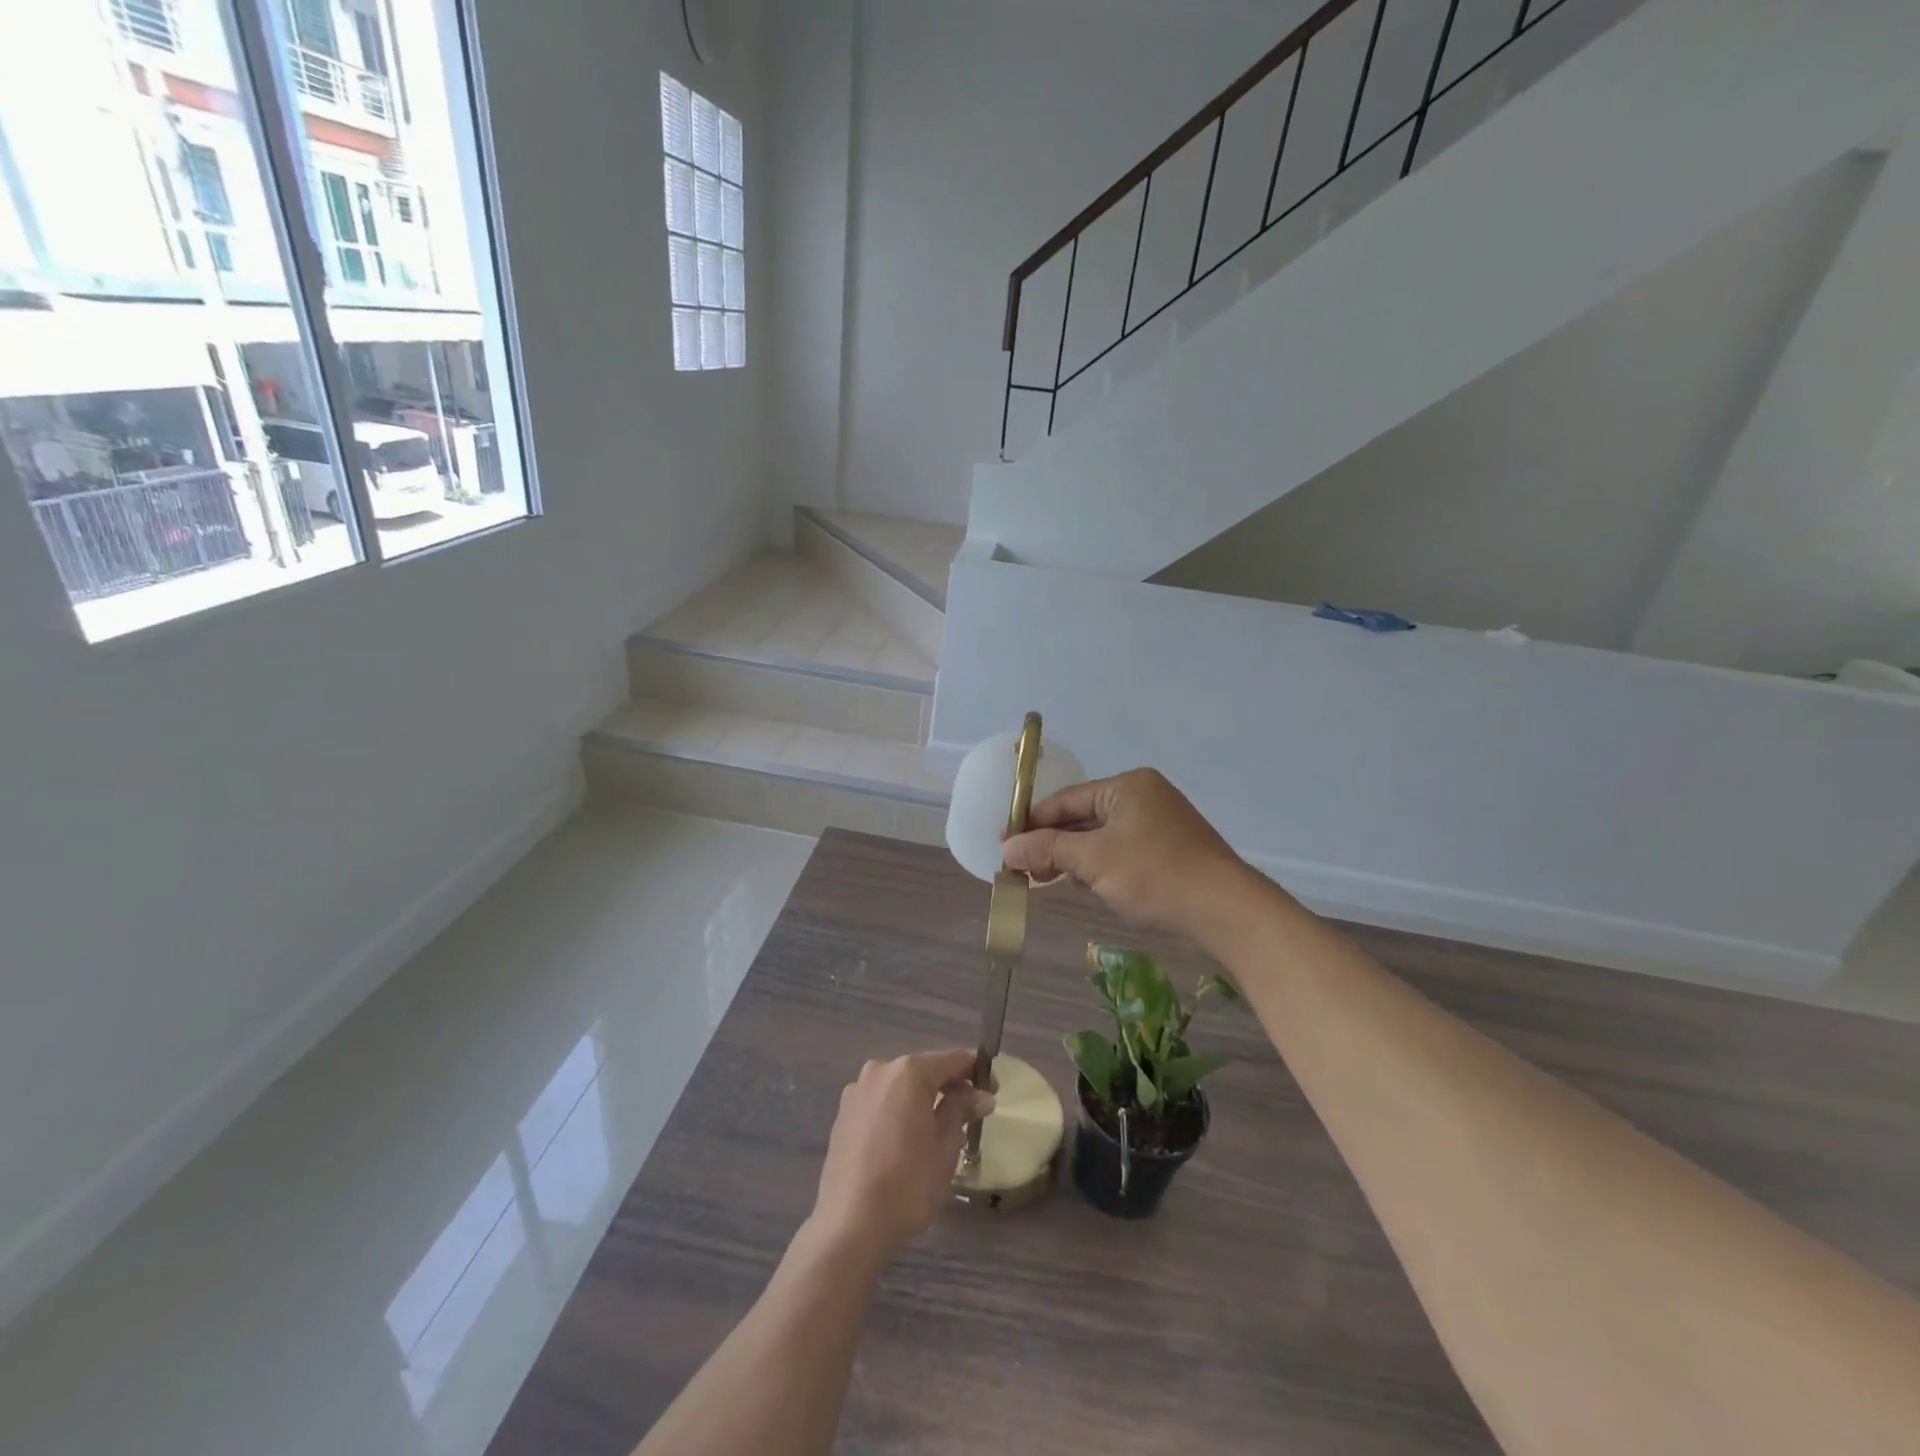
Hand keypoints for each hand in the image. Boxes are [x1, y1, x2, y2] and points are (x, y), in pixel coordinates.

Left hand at [808, 1049, 992, 1267]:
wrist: (850, 1225)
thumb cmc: (908, 1183)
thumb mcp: (946, 1146)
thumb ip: (962, 1111)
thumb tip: (981, 1096)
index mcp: (907, 1072)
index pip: (952, 1060)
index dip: (976, 1072)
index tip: (993, 1092)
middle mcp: (879, 1071)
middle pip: (924, 1071)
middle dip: (949, 1087)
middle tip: (971, 1114)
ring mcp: (856, 1092)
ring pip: (901, 1088)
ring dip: (923, 1101)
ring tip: (941, 1132)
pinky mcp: (843, 1115)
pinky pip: (881, 1103)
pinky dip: (899, 1112)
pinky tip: (909, 1141)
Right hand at [1001, 768, 1254, 940]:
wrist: (1224, 908)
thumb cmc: (1154, 873)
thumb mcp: (1093, 860)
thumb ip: (1048, 849)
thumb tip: (1007, 848)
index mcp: (1127, 785)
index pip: (1066, 799)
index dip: (1032, 822)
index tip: (1005, 843)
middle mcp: (1145, 796)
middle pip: (1084, 816)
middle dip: (1053, 842)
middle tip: (1022, 867)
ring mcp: (1162, 822)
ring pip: (1103, 835)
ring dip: (1074, 856)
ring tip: (1047, 878)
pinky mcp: (1172, 849)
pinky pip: (1123, 850)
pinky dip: (1101, 864)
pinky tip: (1086, 883)